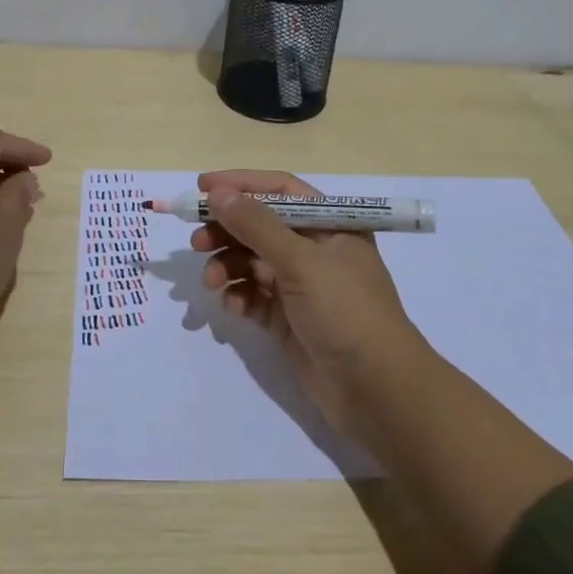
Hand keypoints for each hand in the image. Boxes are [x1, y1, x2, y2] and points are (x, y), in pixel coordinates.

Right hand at [190, 170, 430, 437]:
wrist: (376, 389)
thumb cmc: (345, 310)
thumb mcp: (301, 261)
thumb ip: (256, 225)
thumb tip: (218, 193)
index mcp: (330, 225)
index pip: (280, 190)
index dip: (242, 185)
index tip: (202, 188)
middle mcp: (315, 250)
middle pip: (260, 226)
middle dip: (227, 230)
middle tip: (196, 241)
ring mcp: (301, 286)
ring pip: (252, 263)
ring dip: (227, 266)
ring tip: (210, 282)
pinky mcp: (288, 319)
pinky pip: (254, 297)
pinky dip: (240, 298)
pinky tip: (234, 309)